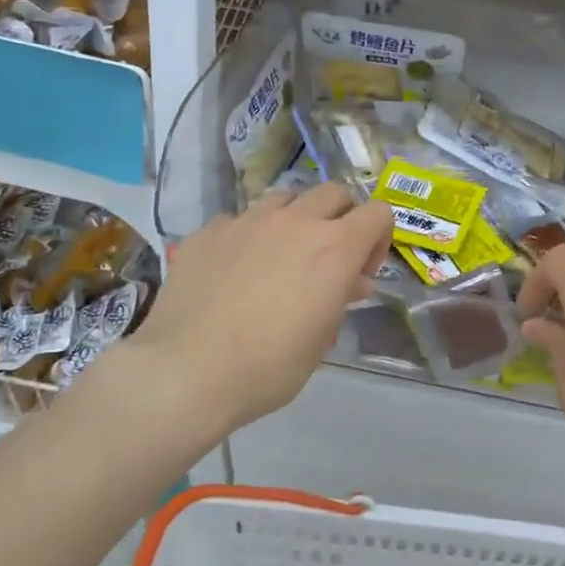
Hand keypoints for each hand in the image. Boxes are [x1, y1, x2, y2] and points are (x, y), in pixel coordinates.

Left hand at [99, 185, 391, 442]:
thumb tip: (351, 281)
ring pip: (285, 197)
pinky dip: (249, 237)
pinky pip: (240, 220)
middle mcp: (296, 221)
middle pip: (333, 193)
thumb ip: (340, 299)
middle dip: (341, 218)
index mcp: (335, 247)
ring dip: (295, 218)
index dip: (379, 237)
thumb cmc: (268, 366)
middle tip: (328, 257)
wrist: (186, 372)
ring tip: (281, 256)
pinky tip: (234, 271)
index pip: (378, 212)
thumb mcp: (320, 340)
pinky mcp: (209, 231)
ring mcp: (248, 221)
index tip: (362, 271)